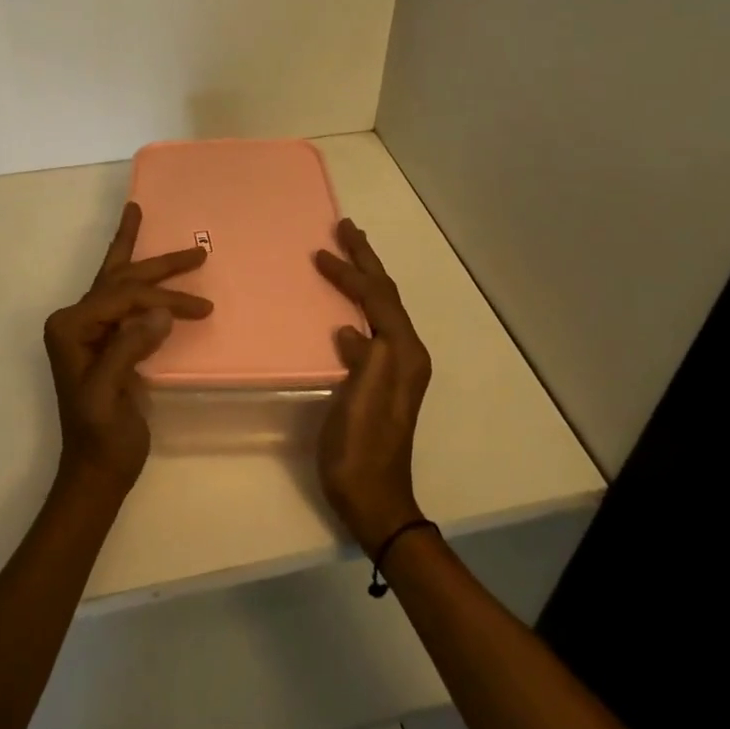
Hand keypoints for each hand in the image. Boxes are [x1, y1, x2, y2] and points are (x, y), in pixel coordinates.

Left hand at [43, 202, 212, 497]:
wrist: (96, 471)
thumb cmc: (100, 437)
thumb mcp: (109, 396)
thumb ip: (128, 348)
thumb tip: (161, 313)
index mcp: (70, 327)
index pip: (121, 297)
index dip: (161, 299)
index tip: (198, 309)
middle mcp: (75, 320)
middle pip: (121, 279)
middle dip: (159, 265)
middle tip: (196, 251)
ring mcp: (89, 329)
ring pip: (121, 282)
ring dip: (148, 262)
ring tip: (150, 223)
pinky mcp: (106, 339)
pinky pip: (126, 300)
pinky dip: (143, 281)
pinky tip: (148, 265)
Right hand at [314, 219, 431, 551]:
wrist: (374, 501)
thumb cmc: (362, 451)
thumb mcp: (362, 402)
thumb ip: (365, 359)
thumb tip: (349, 329)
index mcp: (403, 353)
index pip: (378, 296)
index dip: (352, 269)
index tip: (322, 249)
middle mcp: (406, 353)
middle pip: (386, 294)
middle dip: (366, 259)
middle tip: (345, 227)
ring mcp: (397, 366)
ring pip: (381, 307)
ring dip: (365, 276)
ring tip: (347, 253)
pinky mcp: (383, 377)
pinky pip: (373, 324)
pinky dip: (359, 303)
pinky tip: (345, 305)